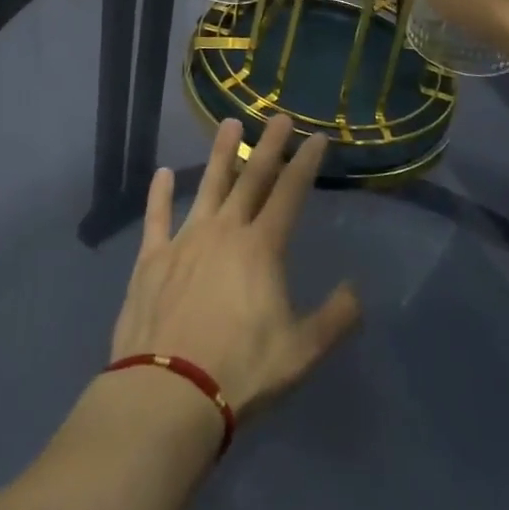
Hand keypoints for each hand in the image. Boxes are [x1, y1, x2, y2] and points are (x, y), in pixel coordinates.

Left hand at [110, 117, 360, 417]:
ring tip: (229, 124)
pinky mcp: (152, 257)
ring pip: (208, 186)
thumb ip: (334, 318)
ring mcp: (185, 239)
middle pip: (251, 179)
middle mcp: (225, 231)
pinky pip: (157, 216)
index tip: (317, 138)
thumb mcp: (301, 352)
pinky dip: (160, 193)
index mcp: (262, 249)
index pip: (290, 194)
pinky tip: (163, 173)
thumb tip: (356, 290)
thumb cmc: (241, 371)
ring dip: (220, 154)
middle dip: (269, 146)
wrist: (169, 391)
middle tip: (279, 117)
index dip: (306, 164)